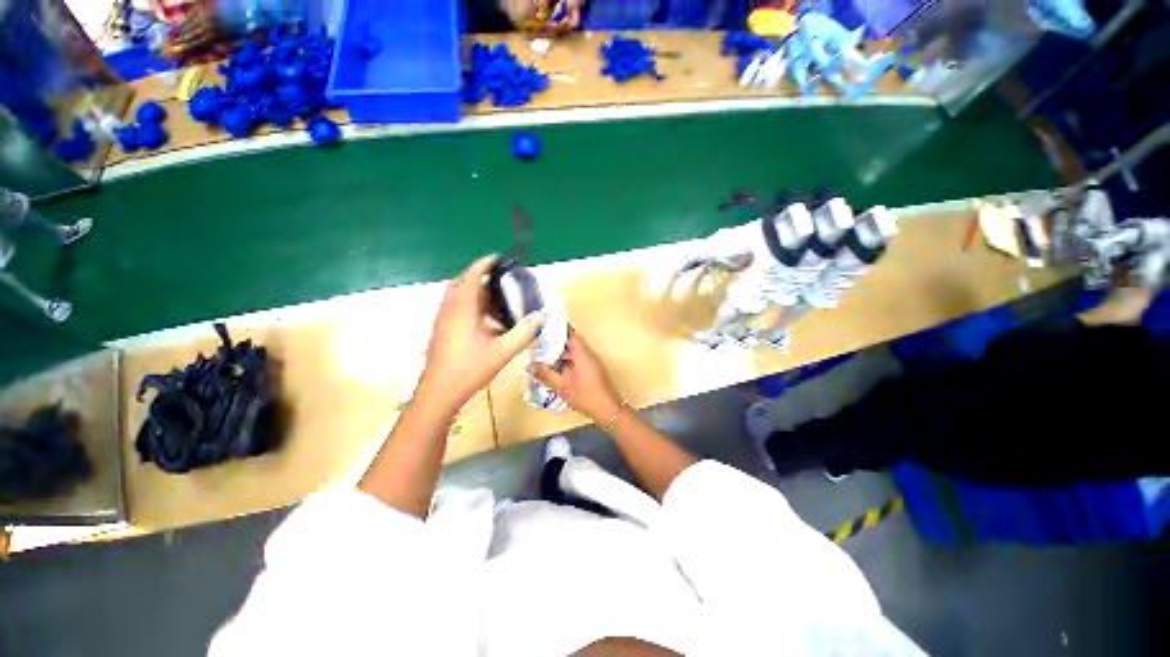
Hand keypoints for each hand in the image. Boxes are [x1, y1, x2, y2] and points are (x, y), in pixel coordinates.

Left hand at [418, 256, 544, 413]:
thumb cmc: (470, 368)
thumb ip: (524, 332)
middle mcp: (449, 308)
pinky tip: (487, 322)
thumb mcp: (503, 351)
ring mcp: (443, 319)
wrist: (439, 392)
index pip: (473, 274)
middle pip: (464, 282)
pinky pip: (457, 308)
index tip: (501, 259)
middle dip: (483, 278)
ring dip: (477, 294)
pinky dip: (472, 306)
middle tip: (503, 282)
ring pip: (459, 296)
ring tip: (499, 302)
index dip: (486, 263)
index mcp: (462, 308)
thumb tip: (541, 316)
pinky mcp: (441, 330)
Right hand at [530, 330, 622, 424]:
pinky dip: (566, 363)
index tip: (544, 329)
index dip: (557, 330)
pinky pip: (578, 361)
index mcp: (583, 353)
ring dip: (560, 355)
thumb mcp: (562, 387)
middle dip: (555, 344)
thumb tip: (530, 366)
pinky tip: (556, 371)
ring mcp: (592, 363)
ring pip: (574, 353)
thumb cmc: (586, 396)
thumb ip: (545, 375)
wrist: (608, 411)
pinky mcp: (593, 371)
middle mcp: (589, 355)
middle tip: (539, 345)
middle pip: (571, 343)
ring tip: (544, 358)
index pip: (570, 334)